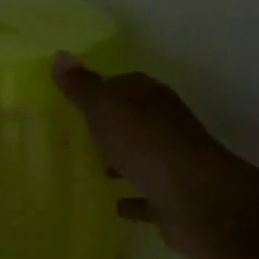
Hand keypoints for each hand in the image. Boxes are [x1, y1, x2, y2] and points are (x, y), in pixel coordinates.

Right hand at [52, 54, 244, 258]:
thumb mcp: (106, 108)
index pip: (121, 83)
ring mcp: (169, 162)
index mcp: (150, 97)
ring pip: (136, 156)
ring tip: (78, 168)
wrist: (199, 200)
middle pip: (129, 120)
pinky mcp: (171, 197)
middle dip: (102, 126)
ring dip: (115, 161)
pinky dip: (127, 197)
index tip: (66, 102)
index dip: (95, 90)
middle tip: (65, 135)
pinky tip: (106, 203)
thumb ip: (82, 86)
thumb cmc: (147, 145)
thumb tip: (60, 55)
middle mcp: (164, 124)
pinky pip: (142, 194)